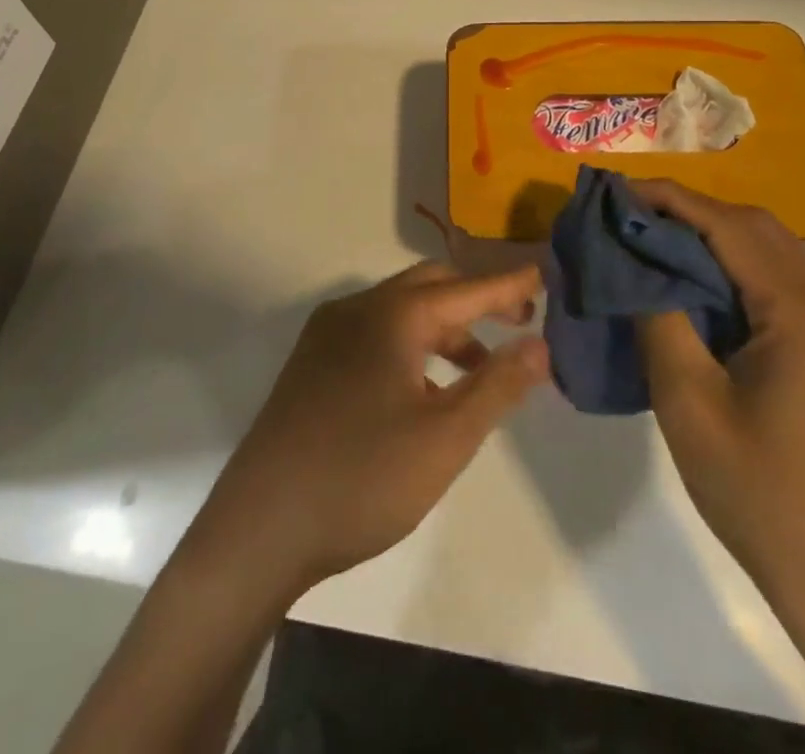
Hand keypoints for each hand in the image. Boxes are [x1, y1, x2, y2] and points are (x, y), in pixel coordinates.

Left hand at [186, 261, 549, 600]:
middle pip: (431, 286)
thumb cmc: (362, 478)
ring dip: (445, 327)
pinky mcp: (312, 363)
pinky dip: (412, 345)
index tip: (545, 276)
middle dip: (477, 299)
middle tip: (519, 323)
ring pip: (401, 311)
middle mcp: (358, 309)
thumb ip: (497, 385)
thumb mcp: (446, 438)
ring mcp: (328, 334)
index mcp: (392, 315)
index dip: (509, 285)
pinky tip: (424, 388)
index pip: (467, 289)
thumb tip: (540, 345)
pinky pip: (375, 333)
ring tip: (480, 366)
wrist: (259, 527)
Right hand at [632, 181, 804, 605]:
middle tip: (630, 216)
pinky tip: (695, 282)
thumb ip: (658, 316)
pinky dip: (734, 268)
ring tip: (652, 240)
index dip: (671, 200)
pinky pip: (781, 282)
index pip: (730, 228)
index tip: (617, 190)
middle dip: (691, 211)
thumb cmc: (757, 493)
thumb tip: (630, 262)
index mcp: (804, 316)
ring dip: (713, 236)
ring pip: (772, 251)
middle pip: (757, 228)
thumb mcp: (688, 401)